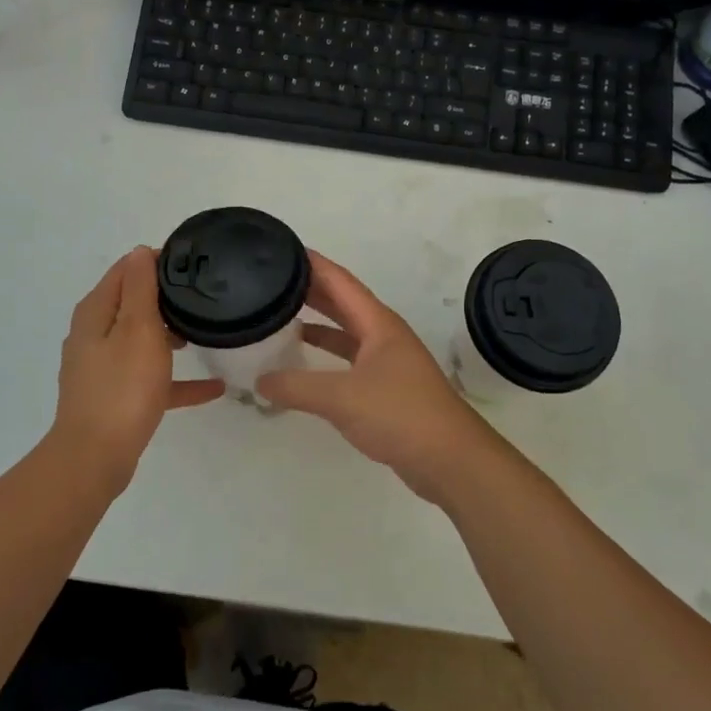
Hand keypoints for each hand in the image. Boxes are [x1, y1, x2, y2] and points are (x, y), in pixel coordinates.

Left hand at [53, 247, 223, 490]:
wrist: (95, 458)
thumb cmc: (122, 386)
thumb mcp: (137, 328)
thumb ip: (140, 288)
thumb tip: (139, 251)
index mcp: (96, 313)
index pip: (125, 270)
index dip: (155, 261)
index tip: (191, 263)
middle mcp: (94, 335)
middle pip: (133, 304)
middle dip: (166, 298)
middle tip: (205, 295)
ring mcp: (103, 369)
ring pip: (141, 341)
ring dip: (170, 335)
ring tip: (208, 332)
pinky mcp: (115, 398)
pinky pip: (151, 380)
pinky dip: (176, 379)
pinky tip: (213, 388)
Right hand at [258, 251, 498, 503]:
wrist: (450, 461)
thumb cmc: (400, 415)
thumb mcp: (342, 397)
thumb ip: (297, 387)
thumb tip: (260, 380)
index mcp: (378, 323)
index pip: (340, 281)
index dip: (313, 264)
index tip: (282, 249)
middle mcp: (383, 335)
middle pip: (342, 303)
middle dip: (310, 290)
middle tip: (272, 281)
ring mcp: (387, 362)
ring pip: (345, 332)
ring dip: (317, 323)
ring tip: (281, 316)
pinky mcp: (386, 388)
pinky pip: (348, 360)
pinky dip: (326, 357)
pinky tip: (304, 364)